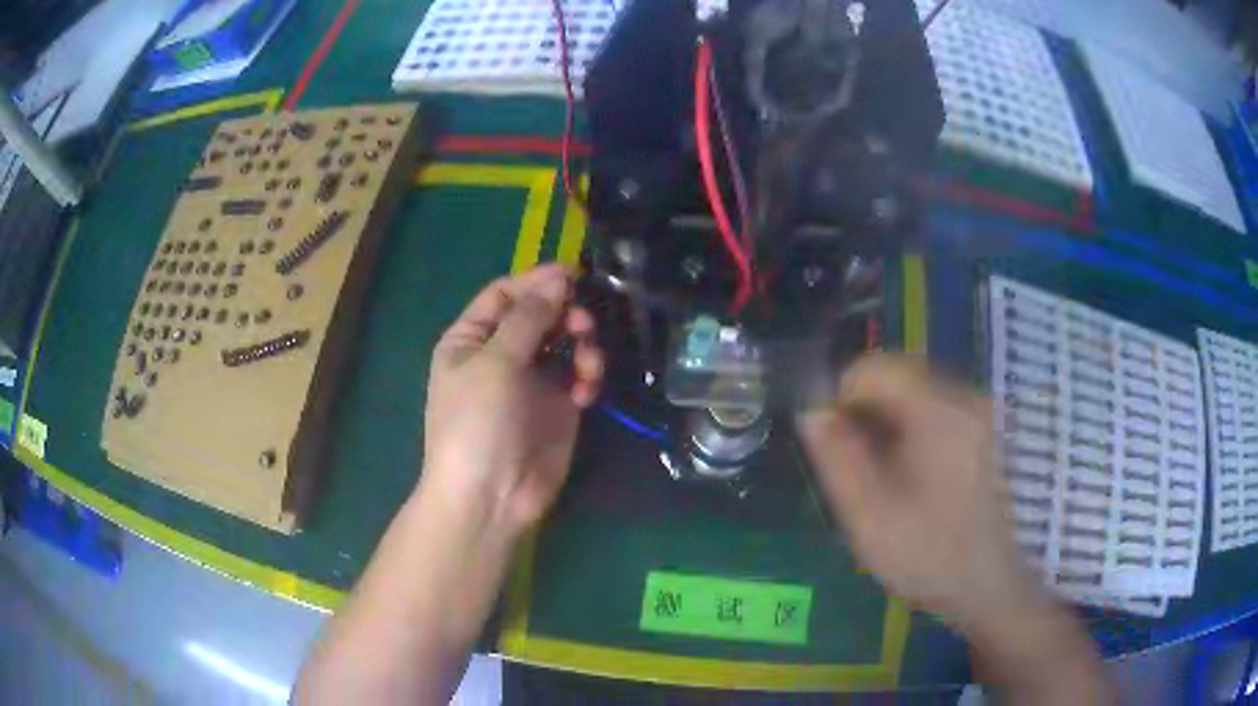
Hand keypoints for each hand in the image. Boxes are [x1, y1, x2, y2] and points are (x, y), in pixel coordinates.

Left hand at [421, 264, 603, 535]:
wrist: (491, 496)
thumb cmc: (477, 423)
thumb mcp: (494, 363)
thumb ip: (528, 318)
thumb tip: (559, 278)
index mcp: (471, 339)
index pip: (504, 295)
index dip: (536, 281)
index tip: (573, 275)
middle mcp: (501, 354)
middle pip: (539, 315)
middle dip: (564, 313)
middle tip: (583, 323)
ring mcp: (532, 380)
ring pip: (565, 342)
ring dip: (581, 344)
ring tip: (587, 363)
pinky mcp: (559, 406)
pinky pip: (579, 375)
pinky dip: (587, 376)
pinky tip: (586, 393)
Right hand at [796, 354, 1032, 633]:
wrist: (989, 586)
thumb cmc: (929, 555)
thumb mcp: (869, 516)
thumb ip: (837, 459)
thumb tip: (812, 411)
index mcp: (937, 412)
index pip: (873, 369)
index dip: (840, 398)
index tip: (830, 444)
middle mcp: (964, 396)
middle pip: (896, 375)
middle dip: (864, 411)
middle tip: (854, 466)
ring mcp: (980, 410)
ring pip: (915, 391)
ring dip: (886, 421)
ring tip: (881, 475)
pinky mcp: (985, 427)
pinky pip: (936, 408)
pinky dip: (911, 429)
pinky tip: (910, 474)